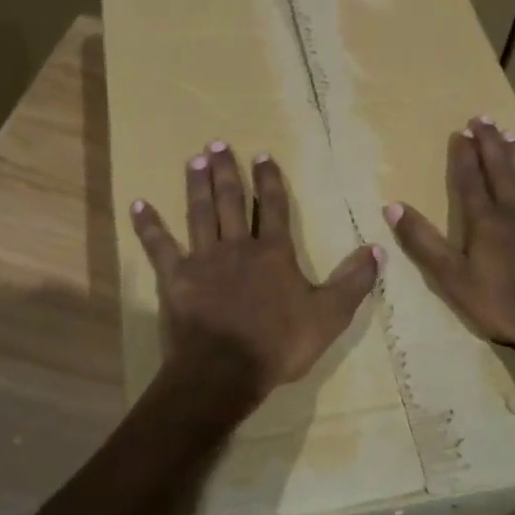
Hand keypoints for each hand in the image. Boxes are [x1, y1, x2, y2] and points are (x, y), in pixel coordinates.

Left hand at [130, 142, 381, 395]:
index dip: (268, 180)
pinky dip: (148, 225)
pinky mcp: (174, 278)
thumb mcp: (329, 315)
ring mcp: (202, 260)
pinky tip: (138, 204)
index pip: (272, 206)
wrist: (225, 370)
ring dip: (196, 185)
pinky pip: (159, 246)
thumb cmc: (279, 344)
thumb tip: (377, 249)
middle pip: (230, 201)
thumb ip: (353, 281)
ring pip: (199, 213)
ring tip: (194, 159)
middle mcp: (237, 246)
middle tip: (217, 143)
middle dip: (226, 171)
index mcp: (273, 252)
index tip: (262, 154)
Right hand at [384, 117, 514, 359]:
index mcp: (484, 221)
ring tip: (510, 133)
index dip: (463, 156)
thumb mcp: (452, 279)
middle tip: (482, 118)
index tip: (460, 132)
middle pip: (500, 170)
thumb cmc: (504, 305)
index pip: (469, 181)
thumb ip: (423, 243)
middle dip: (489, 143)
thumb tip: (393, 206)